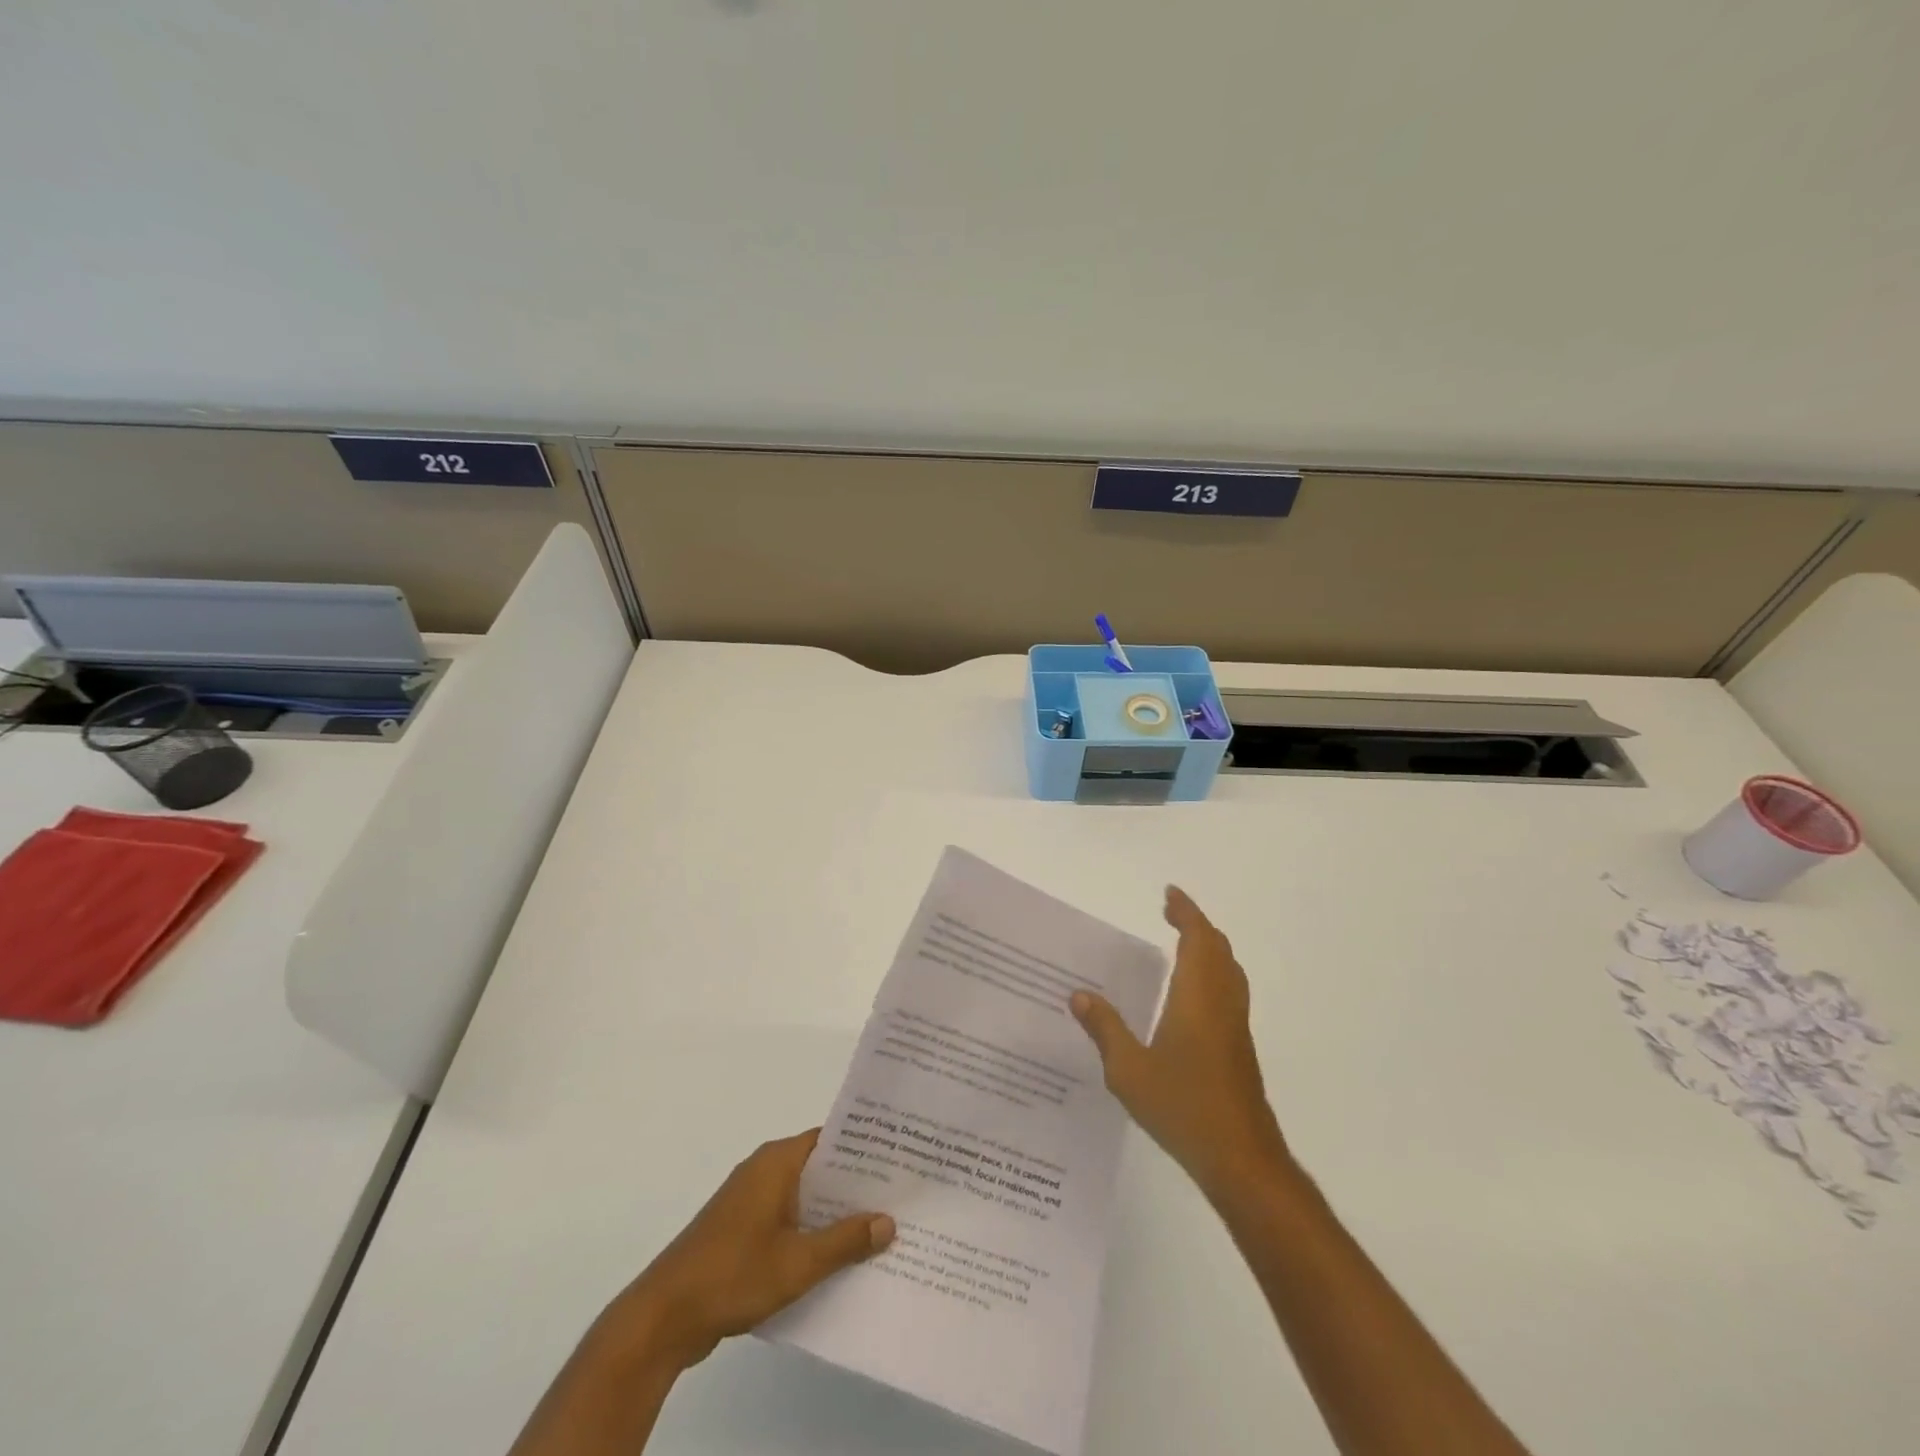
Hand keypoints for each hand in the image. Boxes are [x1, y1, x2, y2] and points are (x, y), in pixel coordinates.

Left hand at [599, 1129, 893, 1371]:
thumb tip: (888, 1221)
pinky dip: (811, 1231)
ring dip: (834, 1211)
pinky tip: (838, 1257)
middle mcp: (764, 1170)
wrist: (662, 1317)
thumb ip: (845, 1240)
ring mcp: (750, 1201)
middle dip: (855, 1183)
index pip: (831, 1139)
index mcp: (777, 1161)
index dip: (865, 1148)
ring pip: (804, 1196)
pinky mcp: (741, 1230)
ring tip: (879, 1227)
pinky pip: (787, 1219)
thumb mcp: (798, 1262)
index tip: (900, 1157)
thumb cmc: (732, 1274)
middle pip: (820, 1167)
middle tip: (900, 1195)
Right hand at [1071, 886, 1287, 1199]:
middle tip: (1169, 912)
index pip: (1197, 939)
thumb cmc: (1183, 1107)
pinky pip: (1229, 989)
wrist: (1241, 1158)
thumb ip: (1104, 1029)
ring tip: (1181, 941)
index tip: (1169, 894)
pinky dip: (1213, 970)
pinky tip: (1191, 993)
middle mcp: (1222, 1002)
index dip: (1186, 912)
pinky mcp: (1239, 1047)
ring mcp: (1235, 1026)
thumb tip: (1078, 994)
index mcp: (1197, 997)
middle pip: (1218, 948)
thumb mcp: (1129, 1070)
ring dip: (1208, 946)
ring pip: (1229, 969)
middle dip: (1196, 924)